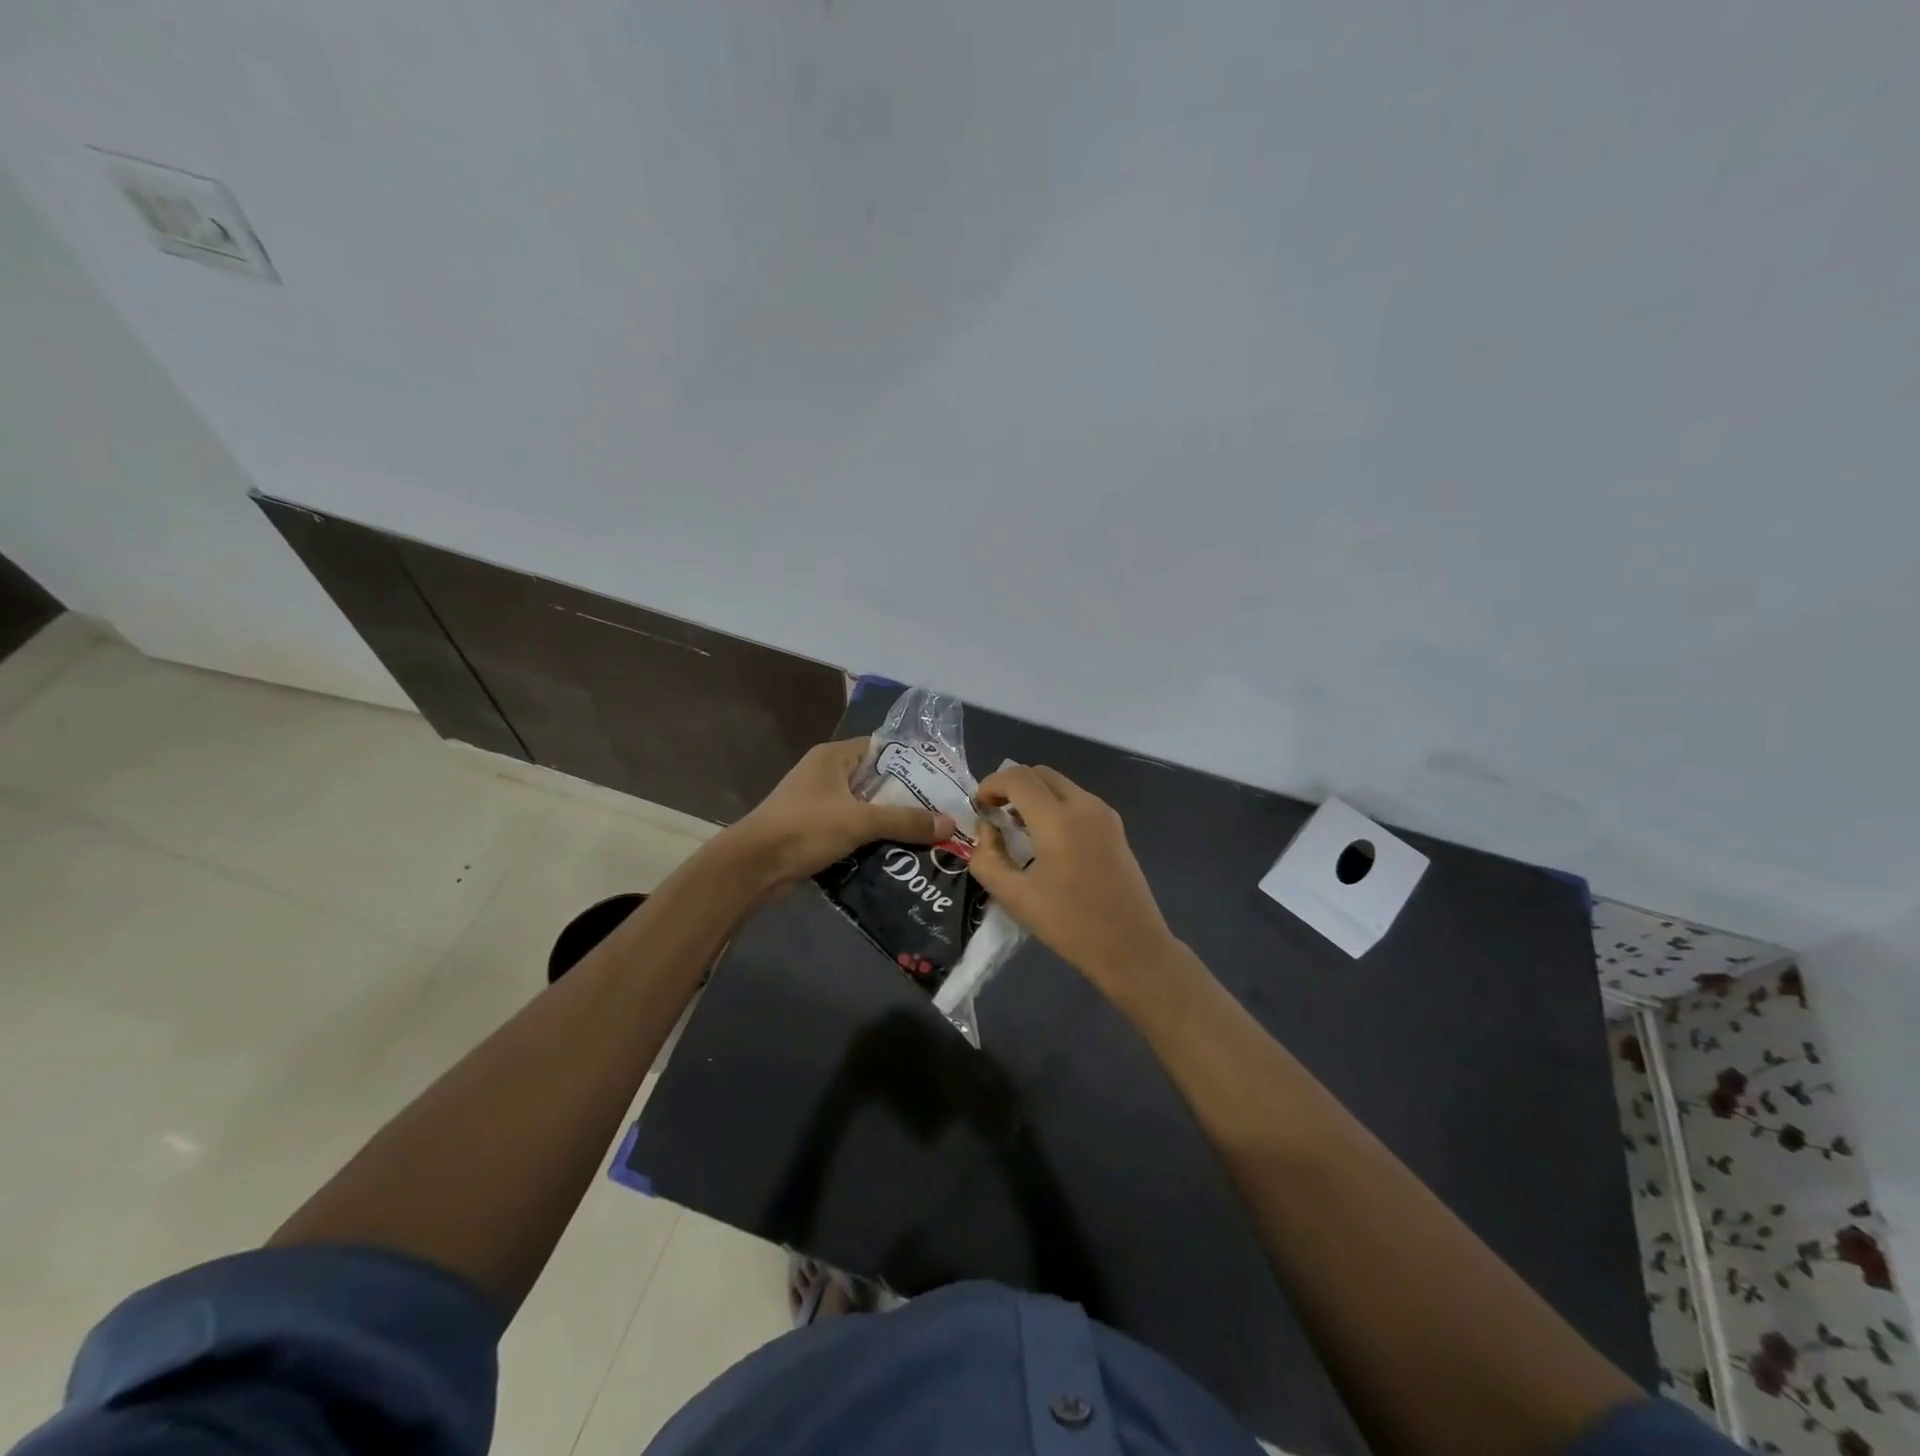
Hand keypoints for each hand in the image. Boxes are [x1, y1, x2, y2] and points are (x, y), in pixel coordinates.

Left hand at [726, 738, 954, 884]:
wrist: (753, 868)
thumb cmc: (804, 828)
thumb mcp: (860, 821)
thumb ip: (905, 821)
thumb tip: (950, 824)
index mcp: (833, 757)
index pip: (881, 748)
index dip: (911, 762)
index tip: (941, 781)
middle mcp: (826, 775)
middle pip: (876, 780)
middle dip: (906, 797)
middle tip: (941, 812)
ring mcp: (818, 803)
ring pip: (865, 808)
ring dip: (890, 822)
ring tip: (927, 835)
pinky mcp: (814, 831)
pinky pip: (852, 829)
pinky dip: (871, 839)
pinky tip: (898, 853)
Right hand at [968, 764, 1181, 995]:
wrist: (1132, 948)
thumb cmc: (1070, 925)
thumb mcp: (1015, 897)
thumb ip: (987, 858)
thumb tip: (986, 830)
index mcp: (1058, 820)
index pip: (1017, 777)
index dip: (990, 784)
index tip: (979, 808)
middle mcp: (1084, 805)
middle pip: (1040, 773)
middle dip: (1011, 785)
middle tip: (994, 813)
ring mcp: (1104, 814)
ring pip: (1060, 785)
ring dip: (1033, 795)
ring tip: (1016, 827)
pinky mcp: (1115, 827)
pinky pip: (1077, 800)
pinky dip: (1054, 805)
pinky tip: (1045, 839)